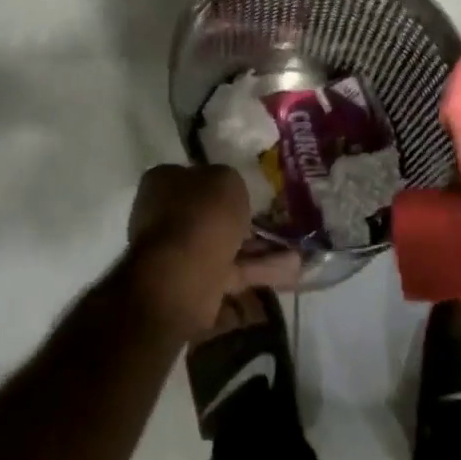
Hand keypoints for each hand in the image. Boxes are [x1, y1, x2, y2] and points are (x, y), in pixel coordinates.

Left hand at [125, 165, 301, 336]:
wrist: (183, 276)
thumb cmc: (202, 215)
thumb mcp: (226, 179)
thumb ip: (230, 181)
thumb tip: (228, 191)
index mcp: (164, 183)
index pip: (193, 177)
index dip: (221, 182)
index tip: (247, 188)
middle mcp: (166, 216)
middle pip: (211, 214)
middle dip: (244, 220)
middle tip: (275, 220)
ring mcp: (180, 253)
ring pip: (225, 246)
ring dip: (260, 249)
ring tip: (297, 250)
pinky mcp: (196, 283)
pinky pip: (232, 272)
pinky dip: (259, 270)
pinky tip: (292, 271)